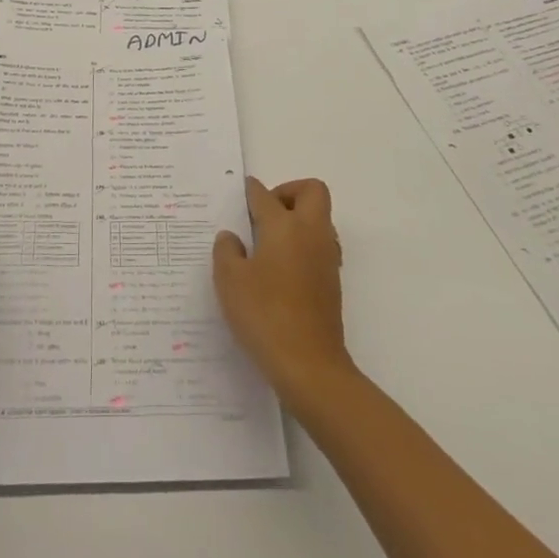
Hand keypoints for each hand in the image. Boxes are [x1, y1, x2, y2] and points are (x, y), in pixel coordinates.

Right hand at [213, 177, 352, 398]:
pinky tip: (279, 271)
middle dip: (288, 193)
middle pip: (311, 191)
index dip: (250, 190)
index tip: (240, 193)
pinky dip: (302, 246)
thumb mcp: (230, 280)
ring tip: (267, 244)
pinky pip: (319, 246)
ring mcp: (326, 258)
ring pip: (318, 219)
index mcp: (284, 225)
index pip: (265, 195)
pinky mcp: (332, 282)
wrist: (310, 366)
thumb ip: (226, 251)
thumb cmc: (265, 315)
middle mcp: (311, 233)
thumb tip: (232, 237)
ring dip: (298, 220)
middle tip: (263, 215)